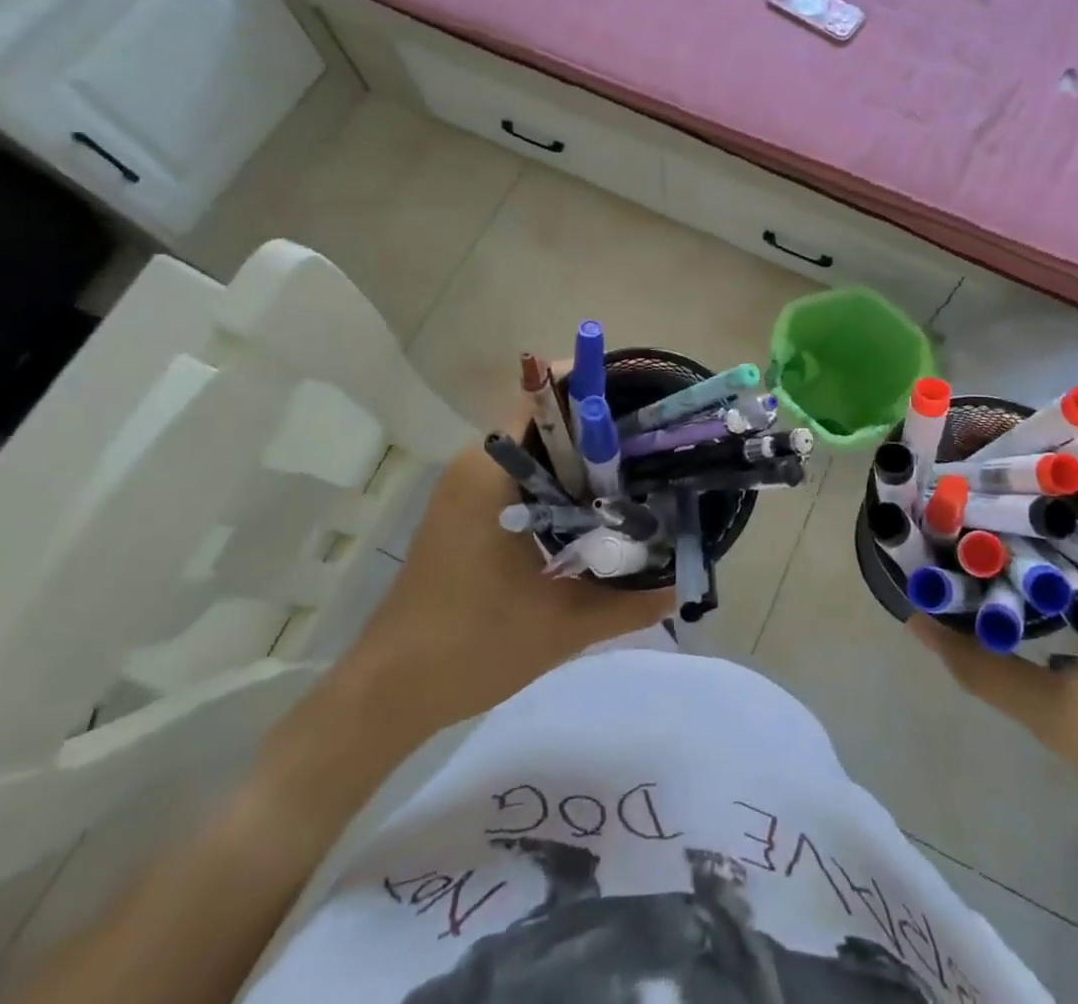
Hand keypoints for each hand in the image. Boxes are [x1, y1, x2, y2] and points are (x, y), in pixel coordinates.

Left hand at [342, 394, 673, 730]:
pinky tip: (594, 508)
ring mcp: (466, 486)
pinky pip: (521, 473)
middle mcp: (476, 462)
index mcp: (492, 469)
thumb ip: (631, 601)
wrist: (392, 690)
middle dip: (601, 424)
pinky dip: (558, 480)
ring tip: (638, 470)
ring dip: (581, 456)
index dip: (598, 387)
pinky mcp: (465, 509)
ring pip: (536, 448)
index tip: (646, 398)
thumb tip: (684, 581)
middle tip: (655, 441)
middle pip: (547, 418)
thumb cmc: (473, 644)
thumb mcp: (564, 625)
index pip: (547, 395)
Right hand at [909, 467, 1077, 861]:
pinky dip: (1052, 550)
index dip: (1048, 444)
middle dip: (1028, 476)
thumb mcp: (1060, 715)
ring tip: (972, 502)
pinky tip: (1008, 560)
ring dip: (1038, 515)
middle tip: (963, 469)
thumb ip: (982, 667)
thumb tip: (915, 618)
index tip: (989, 436)